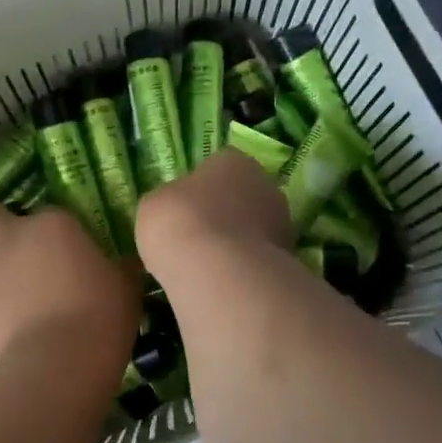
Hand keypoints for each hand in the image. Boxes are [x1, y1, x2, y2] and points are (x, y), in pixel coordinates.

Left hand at [0, 205, 139, 362]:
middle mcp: (11, 238)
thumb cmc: (101, 311)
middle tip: (10, 249)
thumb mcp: (125, 284)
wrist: (61, 357)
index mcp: (52, 223)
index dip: (49, 230)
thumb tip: (123, 265)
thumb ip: (118, 268)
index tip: (63, 248)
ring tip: (0, 289)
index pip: (46, 212)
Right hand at [136, 149, 291, 279]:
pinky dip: (243, 268)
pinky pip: (257, 259)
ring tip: (206, 265)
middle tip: (195, 237)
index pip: (218, 166)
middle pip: (240, 196)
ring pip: (252, 229)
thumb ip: (169, 201)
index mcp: (234, 160)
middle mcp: (265, 184)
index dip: (199, 187)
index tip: (184, 209)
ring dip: (235, 242)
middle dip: (223, 214)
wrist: (216, 273)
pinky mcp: (288, 260)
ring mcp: (282, 223)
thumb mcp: (153, 204)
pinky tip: (222, 282)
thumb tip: (175, 209)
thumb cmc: (179, 222)